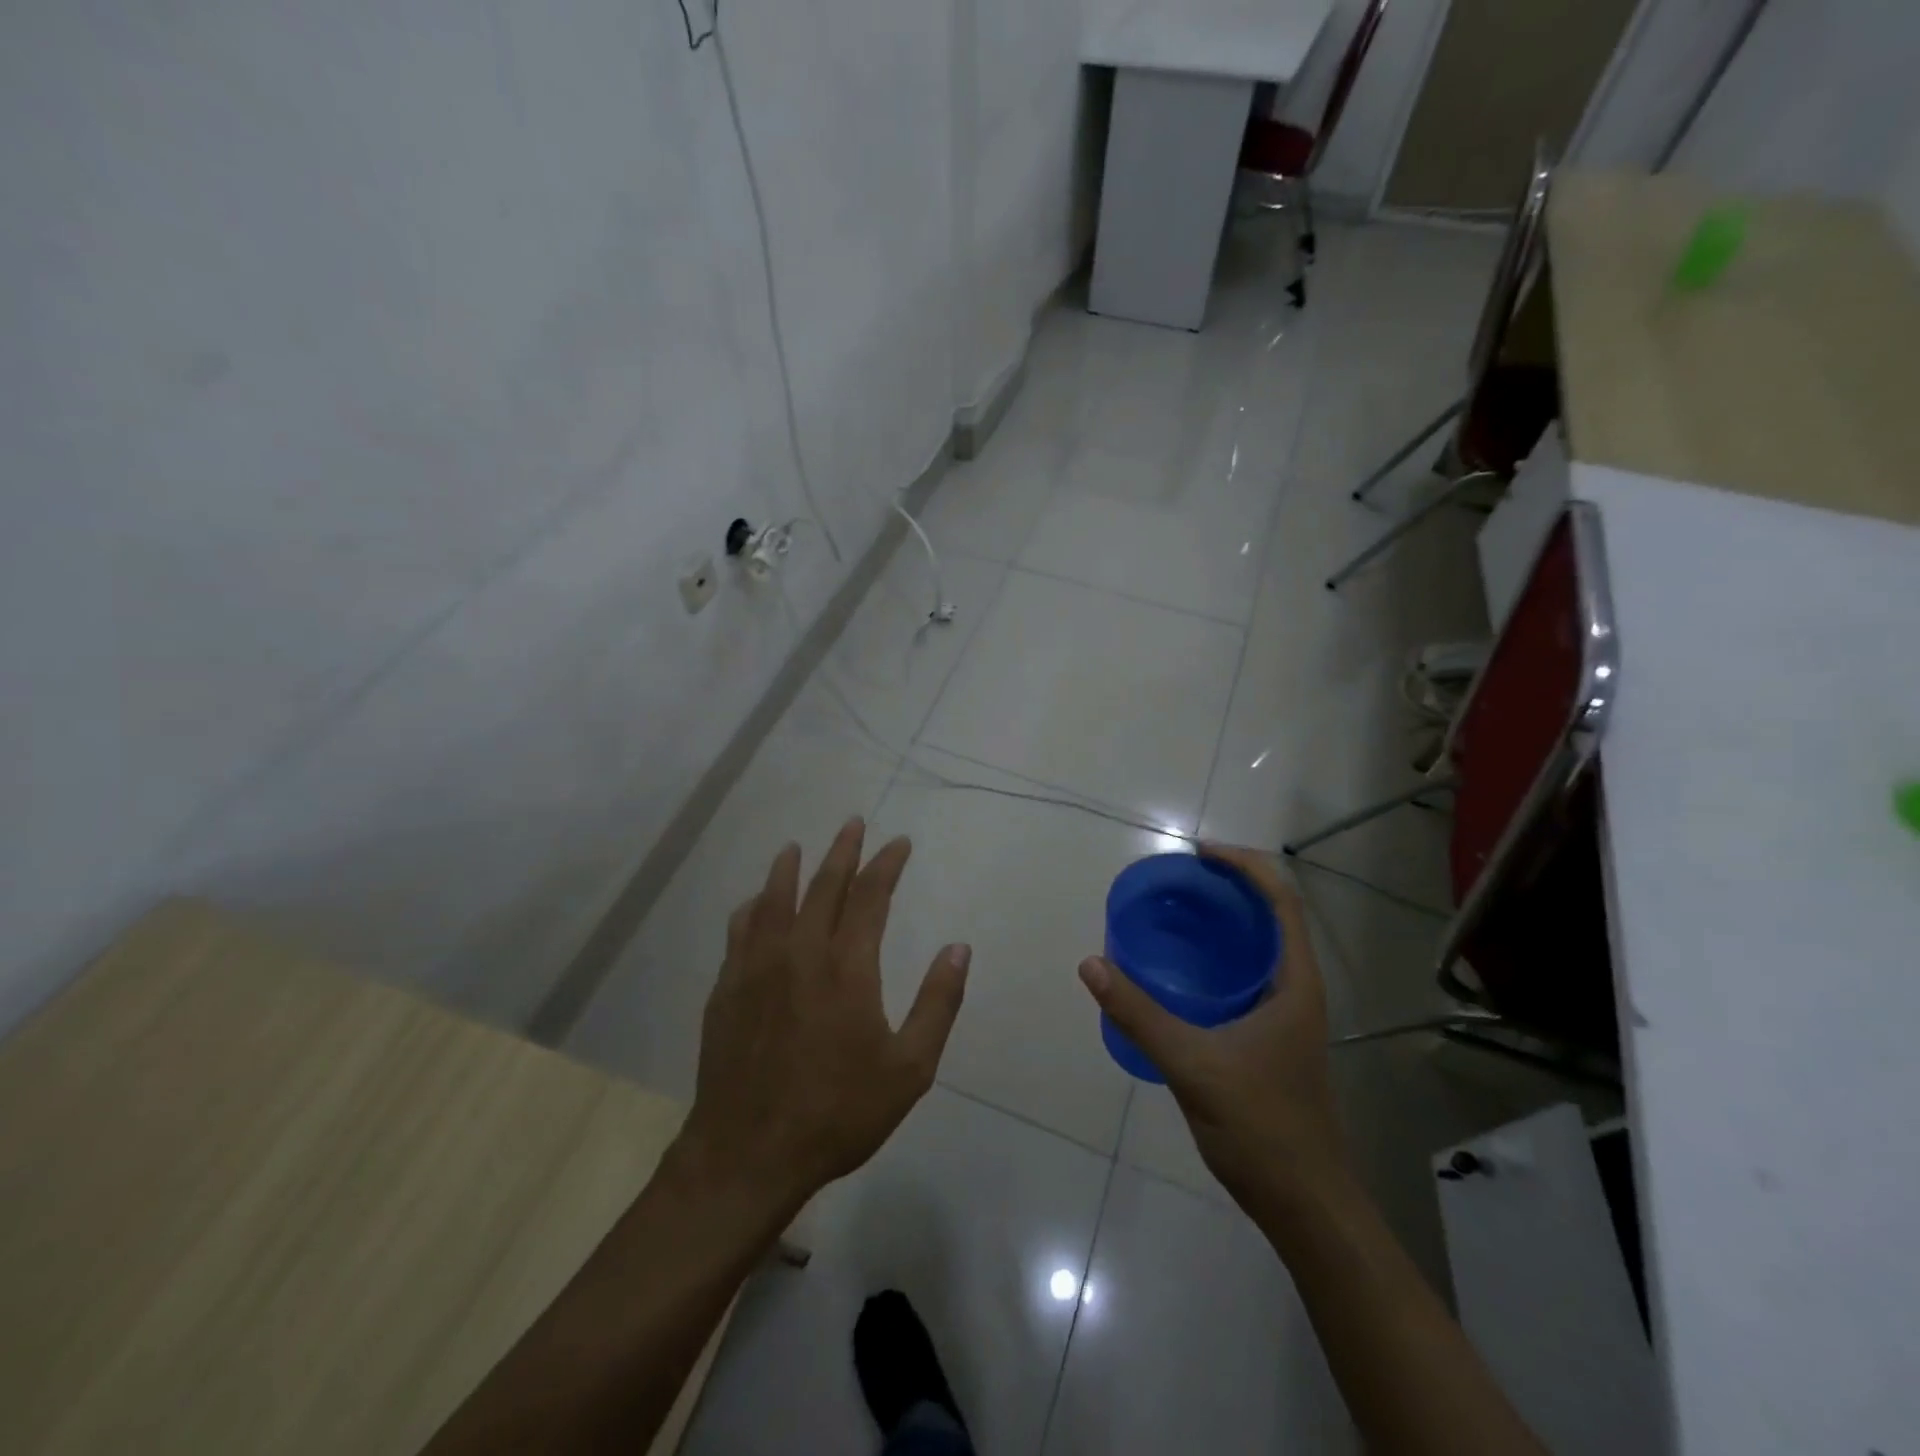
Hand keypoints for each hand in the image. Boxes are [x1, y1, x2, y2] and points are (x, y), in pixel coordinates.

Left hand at [680, 818, 969, 1216]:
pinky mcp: (727, 989)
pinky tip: (754, 904)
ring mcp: (756, 967)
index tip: (899, 843)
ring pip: (773, 900)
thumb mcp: (909, 1068)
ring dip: (789, 869)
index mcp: (847, 966)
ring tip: (795, 847)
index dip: (886, 864)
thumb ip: (937, 1003)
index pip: (870, 896)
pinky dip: (752, 908)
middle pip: (822, 885)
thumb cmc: (838, 1112)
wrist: (748, 1153)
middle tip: (852, 823)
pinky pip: (740, 931)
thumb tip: (958, 948)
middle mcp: (800, 952)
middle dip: (842, 851)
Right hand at [1078, 844, 1348, 1216]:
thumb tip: (1091, 964)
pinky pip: (1241, 979)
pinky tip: (1176, 973)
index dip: (1245, 866)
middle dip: (1226, 889)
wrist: (1305, 1204)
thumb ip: (1139, 1014)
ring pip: (1255, 950)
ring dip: (1219, 924)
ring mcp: (1285, 1015)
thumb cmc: (1262, 1127)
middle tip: (1174, 883)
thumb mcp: (1193, 1065)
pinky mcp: (1269, 1038)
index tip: (1199, 854)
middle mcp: (1296, 989)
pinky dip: (1213, 960)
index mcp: (1294, 982)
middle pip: (1268, 918)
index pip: (1281, 901)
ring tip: (1170, 915)